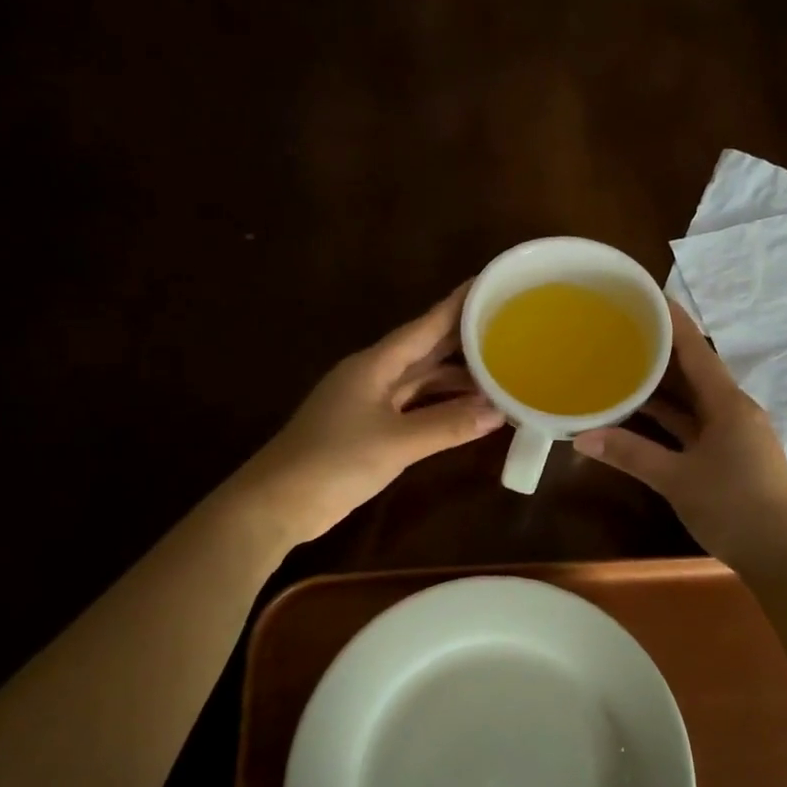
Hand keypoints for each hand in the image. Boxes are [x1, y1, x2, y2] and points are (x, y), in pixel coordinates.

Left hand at [235, 285, 504, 545]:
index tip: (489, 283)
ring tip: (500, 375)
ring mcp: (369, 403)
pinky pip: (414, 407)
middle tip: (508, 328)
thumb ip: (448, 425)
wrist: (278, 503)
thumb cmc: (333, 461)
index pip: (425, 326)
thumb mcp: (396, 442)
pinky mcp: (368, 429)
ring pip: (422, 381)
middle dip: (464, 341)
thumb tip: (499, 411)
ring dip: (457, 380)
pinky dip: (441, 407)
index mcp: (375, 364)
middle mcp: (374, 375)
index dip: (457, 305)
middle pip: (426, 351)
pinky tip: (468, 412)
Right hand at [573, 302, 786, 571]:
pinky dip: (670, 417)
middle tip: (622, 330)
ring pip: (693, 399)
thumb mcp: (676, 479)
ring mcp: (734, 433)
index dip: (672, 321)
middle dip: (660, 350)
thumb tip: (581, 437)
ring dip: (662, 386)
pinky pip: (695, 423)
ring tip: (623, 365)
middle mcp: (733, 409)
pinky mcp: (731, 454)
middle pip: (693, 370)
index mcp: (728, 403)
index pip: (696, 349)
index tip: (647, 296)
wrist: (783, 556)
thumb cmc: (734, 507)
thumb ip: (630, 454)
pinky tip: (641, 414)